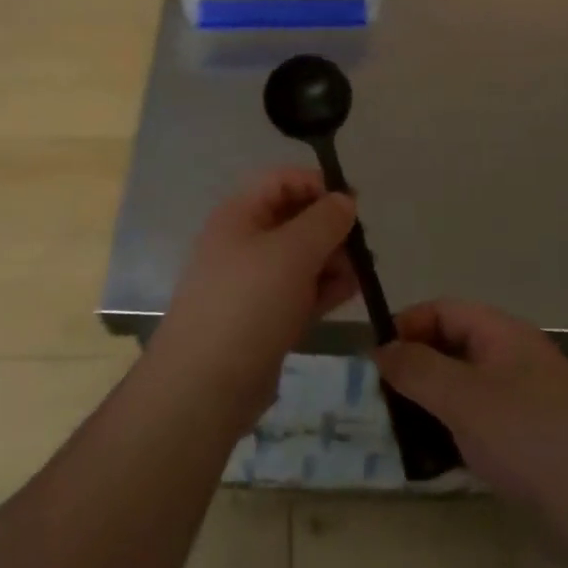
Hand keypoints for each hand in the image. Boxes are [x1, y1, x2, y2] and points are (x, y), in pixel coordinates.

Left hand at [149, 168, 359, 433]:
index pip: (282, 181)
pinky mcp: (264, 317)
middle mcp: (244, 242)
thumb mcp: (292, 252)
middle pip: (294, 219)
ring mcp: (253, 282)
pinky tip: (348, 294)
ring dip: (332, 260)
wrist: (206, 385)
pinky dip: (323, 288)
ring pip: (301, 257)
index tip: (354, 205)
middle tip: (362, 247)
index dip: (318, 186)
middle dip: (331, 228)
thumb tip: (345, 200)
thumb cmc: (249, 302)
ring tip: (360, 275)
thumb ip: (324, 220)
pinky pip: (299, 290)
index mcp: (240, 215)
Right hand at [375, 299, 567, 513]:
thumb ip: (416, 369)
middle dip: (417, 370)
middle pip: (453, 348)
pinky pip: (482, 424)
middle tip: (386, 402)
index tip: (376, 360)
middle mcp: (516, 359)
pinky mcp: (533, 443)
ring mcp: (527, 402)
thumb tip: (382, 349)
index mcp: (503, 334)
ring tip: (405, 436)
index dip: (407, 326)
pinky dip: (456, 435)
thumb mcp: (462, 397)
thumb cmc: (528, 439)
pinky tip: (439, 463)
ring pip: (466, 390)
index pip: (444, 310)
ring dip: (433, 406)